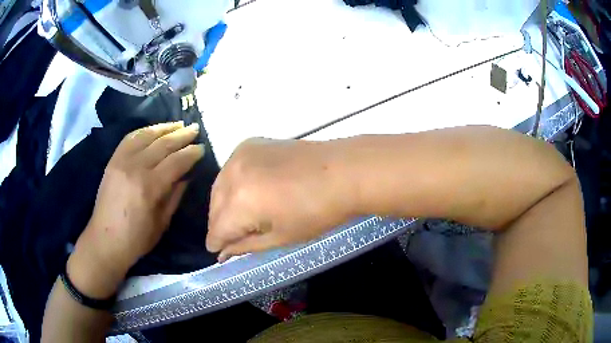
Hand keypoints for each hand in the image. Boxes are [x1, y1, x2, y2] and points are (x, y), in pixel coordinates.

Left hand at [68, 122, 203, 296]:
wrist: (105, 241)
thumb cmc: (136, 239)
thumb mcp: (162, 223)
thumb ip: (175, 196)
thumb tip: (186, 176)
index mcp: (150, 187)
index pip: (176, 162)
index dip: (191, 153)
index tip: (202, 147)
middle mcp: (136, 168)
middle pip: (163, 144)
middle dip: (182, 135)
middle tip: (195, 129)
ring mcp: (122, 161)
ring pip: (146, 136)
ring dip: (164, 128)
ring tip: (178, 124)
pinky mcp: (113, 160)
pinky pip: (130, 138)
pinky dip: (144, 131)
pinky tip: (154, 130)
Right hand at [206, 138, 355, 261]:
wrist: (344, 171)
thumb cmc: (318, 212)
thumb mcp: (281, 237)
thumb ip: (246, 245)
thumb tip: (223, 253)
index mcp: (240, 201)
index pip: (217, 228)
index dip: (216, 243)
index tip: (217, 252)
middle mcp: (233, 174)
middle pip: (214, 207)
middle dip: (219, 225)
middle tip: (229, 239)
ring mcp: (241, 154)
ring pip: (219, 187)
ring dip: (223, 205)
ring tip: (236, 219)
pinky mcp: (250, 143)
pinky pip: (230, 169)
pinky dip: (231, 184)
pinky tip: (244, 193)